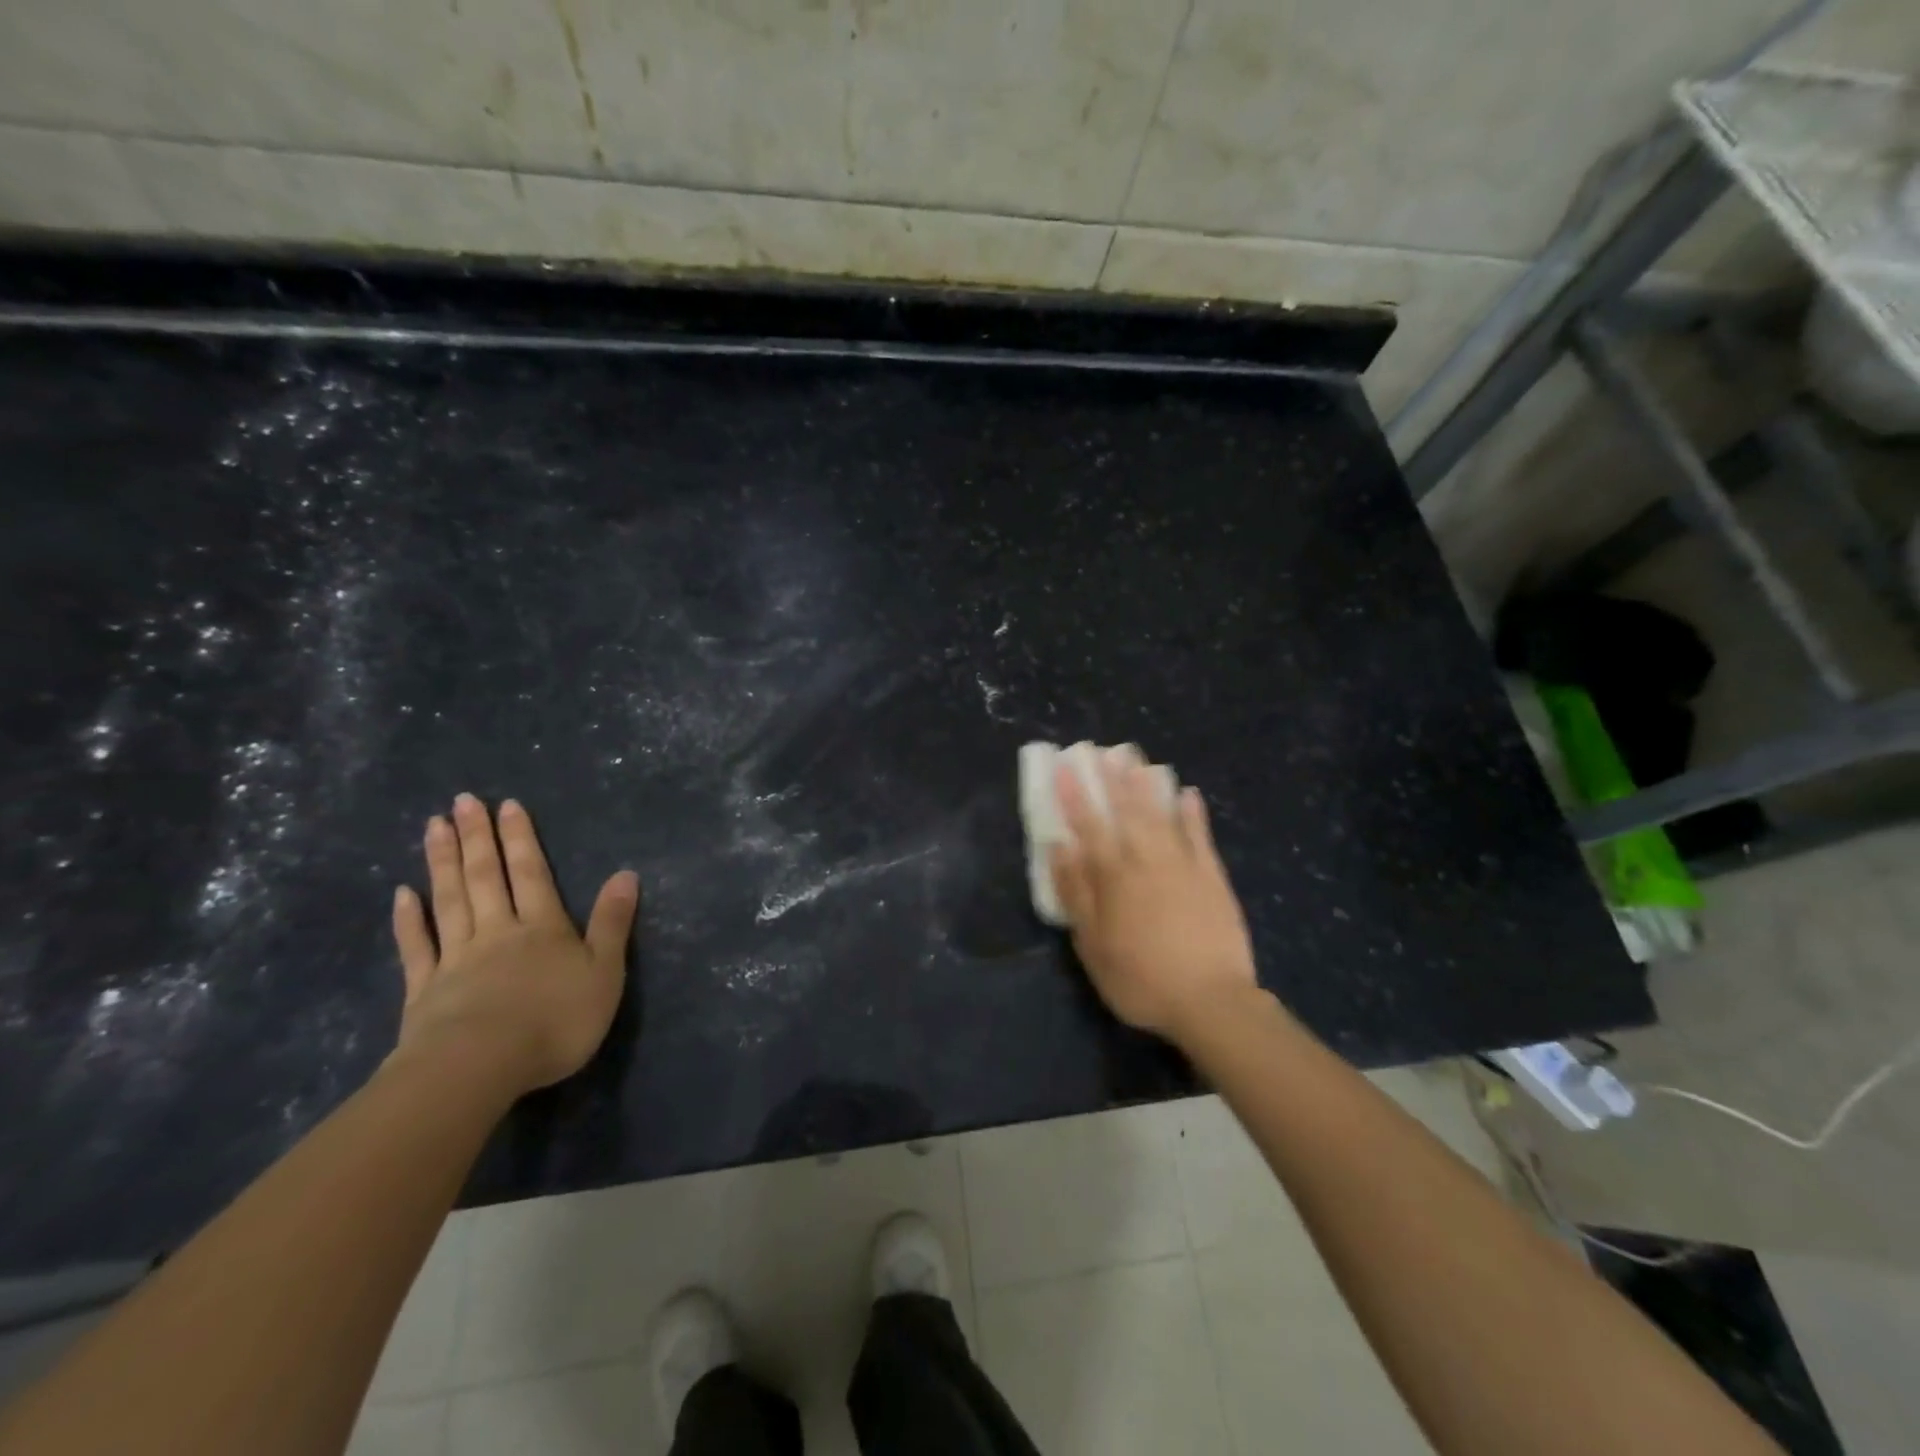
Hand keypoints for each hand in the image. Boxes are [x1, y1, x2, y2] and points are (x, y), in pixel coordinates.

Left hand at [390, 793, 639, 1095]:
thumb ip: (613, 923)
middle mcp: (498, 931)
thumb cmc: (554, 1021)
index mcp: (543, 928)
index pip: (532, 874)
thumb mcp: (604, 973)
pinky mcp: (424, 990)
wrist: (479, 1067)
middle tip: (463, 801)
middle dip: (477, 837)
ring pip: (450, 900)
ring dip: (443, 862)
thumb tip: (626, 875)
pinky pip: (416, 946)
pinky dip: (409, 919)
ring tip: (434, 827)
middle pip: (486, 877)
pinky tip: (402, 893)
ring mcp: (456, 958)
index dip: (521, 839)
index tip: (508, 805)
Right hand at [1050, 752, 1259, 1042]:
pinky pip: (1200, 836)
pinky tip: (1188, 794)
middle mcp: (1146, 860)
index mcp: (1114, 876)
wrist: (1210, 1000)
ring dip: (1147, 786)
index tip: (1065, 767)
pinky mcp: (1212, 877)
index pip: (1089, 826)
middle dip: (1113, 779)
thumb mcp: (1092, 944)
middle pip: (1127, 811)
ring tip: (1138, 760)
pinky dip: (1193, 814)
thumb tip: (1060, 847)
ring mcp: (1183, 865)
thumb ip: (1076, 892)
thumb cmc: (1140, 978)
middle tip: (1105, 751)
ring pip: (1161, 815)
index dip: (1075, 795)